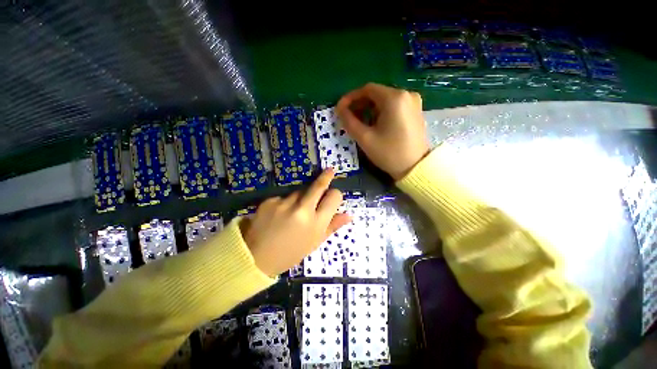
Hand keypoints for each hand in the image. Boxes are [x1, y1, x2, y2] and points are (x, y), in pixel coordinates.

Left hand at [240, 169, 350, 275]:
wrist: (256, 257)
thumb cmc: (290, 253)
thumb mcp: (314, 242)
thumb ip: (332, 226)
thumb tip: (349, 215)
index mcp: (316, 223)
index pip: (333, 197)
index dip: (335, 195)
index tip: (333, 196)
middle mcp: (302, 209)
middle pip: (318, 186)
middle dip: (326, 177)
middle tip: (330, 171)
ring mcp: (284, 203)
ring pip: (300, 191)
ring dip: (302, 196)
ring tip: (294, 211)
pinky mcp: (270, 200)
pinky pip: (284, 196)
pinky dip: (286, 201)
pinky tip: (280, 213)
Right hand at [336, 83, 429, 179]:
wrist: (415, 167)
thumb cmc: (389, 153)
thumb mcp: (365, 138)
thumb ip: (349, 121)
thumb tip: (339, 109)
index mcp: (394, 98)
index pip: (367, 89)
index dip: (351, 97)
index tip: (340, 109)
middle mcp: (406, 94)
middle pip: (376, 94)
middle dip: (360, 104)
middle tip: (349, 118)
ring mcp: (413, 102)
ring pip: (384, 100)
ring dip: (369, 109)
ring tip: (361, 124)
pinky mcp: (415, 111)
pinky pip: (393, 106)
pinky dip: (381, 112)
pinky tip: (375, 125)